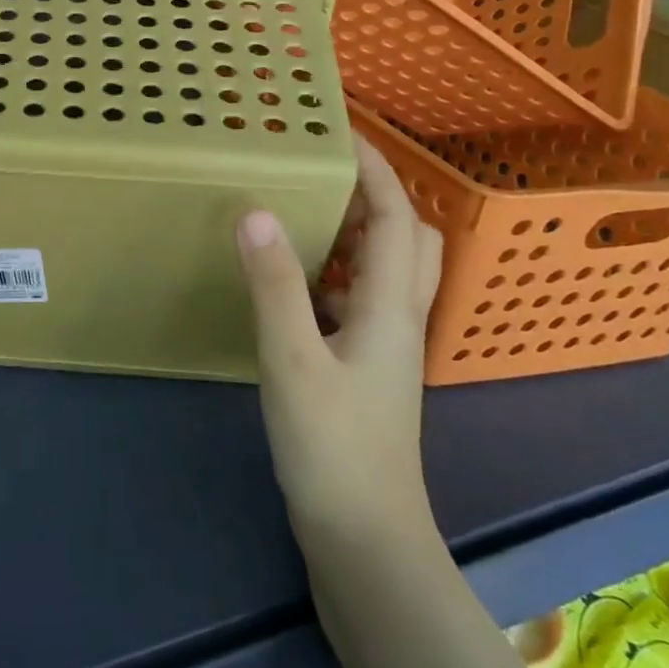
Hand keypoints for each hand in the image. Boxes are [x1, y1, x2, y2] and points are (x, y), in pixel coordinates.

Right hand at [236, 134, 442, 555]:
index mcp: (391, 308)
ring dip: (359, 231)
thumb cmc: (332, 445)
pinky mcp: (366, 369)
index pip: (396, 218)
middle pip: (411, 239)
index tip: (341, 131)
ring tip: (309, 210)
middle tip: (325, 171)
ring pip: (388, 270)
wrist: (364, 537)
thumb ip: (274, 283)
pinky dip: (338, 271)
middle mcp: (399, 319)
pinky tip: (298, 280)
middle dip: (377, 194)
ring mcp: (386, 348)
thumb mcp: (293, 358)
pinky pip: (361, 299)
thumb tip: (257, 209)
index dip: (376, 169)